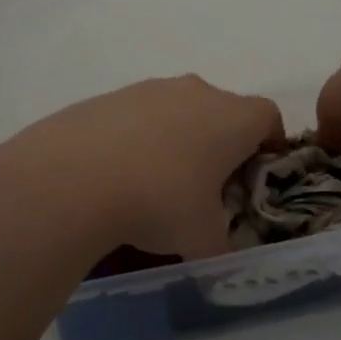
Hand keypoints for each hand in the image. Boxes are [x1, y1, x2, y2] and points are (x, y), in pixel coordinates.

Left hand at [0, 76, 283, 260]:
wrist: (70, 178)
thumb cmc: (158, 203)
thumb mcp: (202, 239)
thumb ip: (221, 245)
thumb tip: (217, 250)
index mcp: (231, 118)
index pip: (268, 116)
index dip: (270, 143)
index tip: (257, 172)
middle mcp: (195, 92)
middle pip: (222, 111)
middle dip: (221, 143)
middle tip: (208, 185)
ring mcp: (148, 89)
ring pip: (178, 110)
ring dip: (178, 138)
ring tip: (157, 182)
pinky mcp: (108, 97)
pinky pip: (138, 116)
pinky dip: (138, 138)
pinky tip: (117, 174)